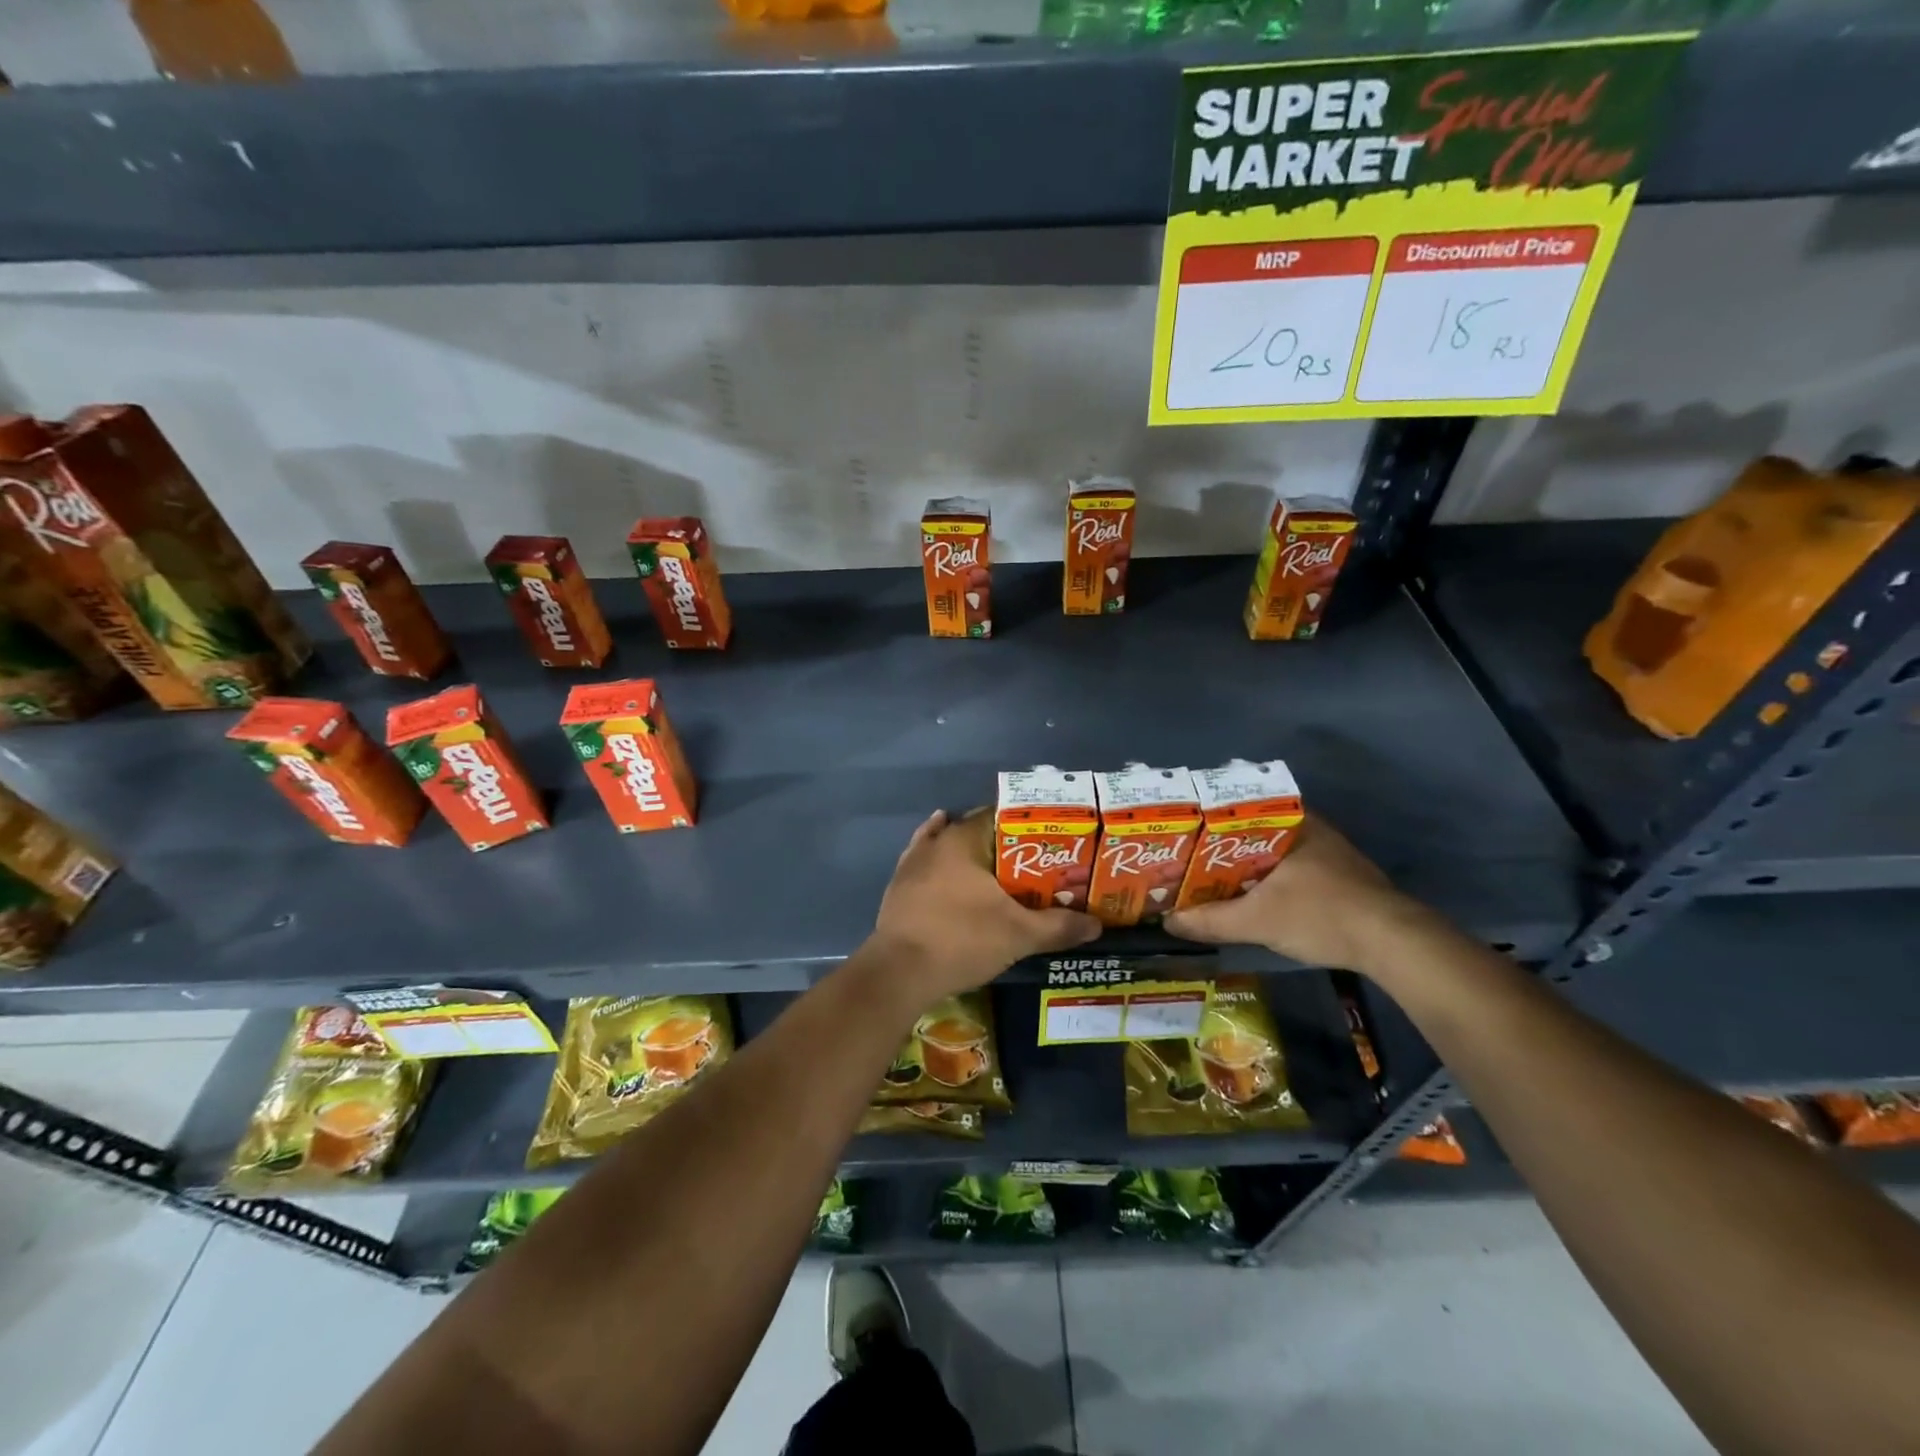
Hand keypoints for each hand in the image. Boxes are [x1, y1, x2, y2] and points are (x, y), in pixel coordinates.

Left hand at [864, 809, 1099, 1005]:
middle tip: (1031, 862)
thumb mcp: (1019, 935)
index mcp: (963, 840)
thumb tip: (1097, 924)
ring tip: (997, 869)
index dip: (1026, 826)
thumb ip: (1058, 926)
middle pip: (974, 831)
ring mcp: (912, 864)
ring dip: (971, 854)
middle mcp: (936, 843)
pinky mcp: (898, 888)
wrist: (900, 972)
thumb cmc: (962, 940)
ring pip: (947, 847)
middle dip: (1002, 844)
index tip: (1048, 841)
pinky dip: (940, 866)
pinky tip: (949, 870)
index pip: (999, 816)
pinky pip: (924, 866)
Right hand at [1164, 816, 1424, 971]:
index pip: (1240, 807)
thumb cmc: (1320, 915)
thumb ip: (1210, 920)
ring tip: (1213, 879)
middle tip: (1191, 859)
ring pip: (1275, 851)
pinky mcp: (1342, 877)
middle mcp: (1311, 828)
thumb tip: (1167, 922)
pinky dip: (1270, 879)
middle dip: (1223, 846)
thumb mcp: (1256, 921)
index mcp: (1291, 823)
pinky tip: (1253, 897)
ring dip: (1247, 865)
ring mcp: (1330, 852)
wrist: (1393, 944)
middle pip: (1254, 831)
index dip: (1208, 819)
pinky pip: (1292, 868)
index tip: (1185, 832)